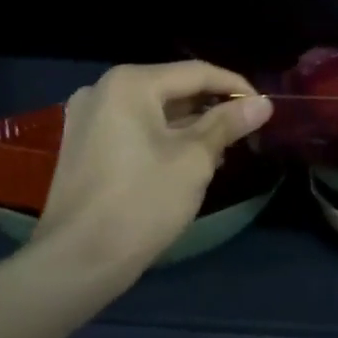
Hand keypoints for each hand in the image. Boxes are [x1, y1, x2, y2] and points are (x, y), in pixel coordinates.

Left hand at [38, 62, 272, 271]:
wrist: (74, 265)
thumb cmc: (141, 203)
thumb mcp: (194, 160)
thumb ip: (228, 123)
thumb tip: (262, 104)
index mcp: (130, 82)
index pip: (196, 72)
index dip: (234, 86)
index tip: (263, 106)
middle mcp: (104, 89)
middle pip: (171, 88)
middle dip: (210, 108)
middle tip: (245, 130)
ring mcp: (87, 118)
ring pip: (152, 110)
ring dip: (187, 125)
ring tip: (221, 149)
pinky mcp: (81, 145)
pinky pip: (132, 128)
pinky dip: (160, 138)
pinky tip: (184, 161)